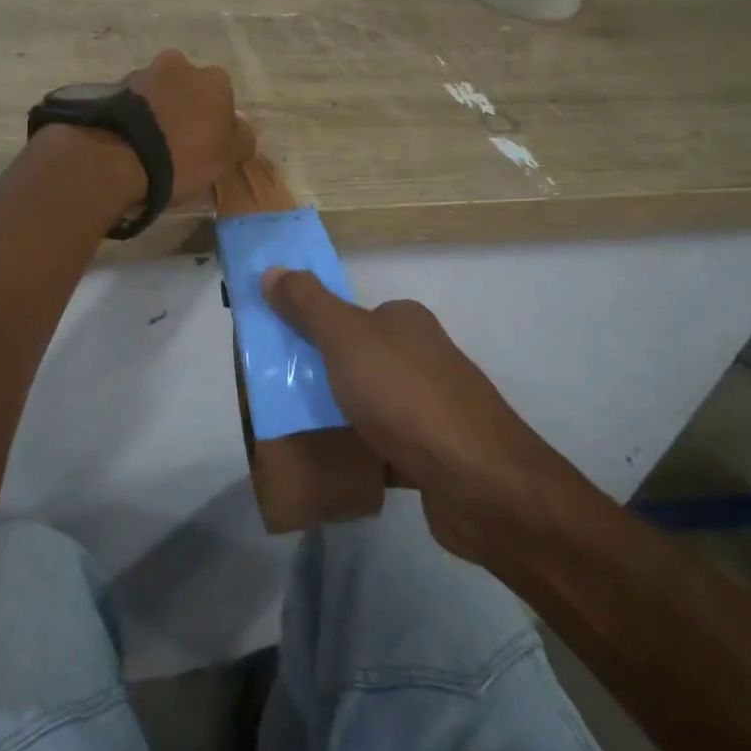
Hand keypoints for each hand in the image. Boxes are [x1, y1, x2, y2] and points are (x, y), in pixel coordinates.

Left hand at [127, 50, 254, 204]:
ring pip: (162, 90)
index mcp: (216, 79)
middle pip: (191, 87)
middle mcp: (183, 65)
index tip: (208, 143)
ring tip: (154, 139)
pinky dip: (139, 113)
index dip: (217, 121)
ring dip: (162, 106)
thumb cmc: (187, 156)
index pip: (224, 99)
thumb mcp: (228, 157)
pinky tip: (136, 136)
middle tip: (181, 138)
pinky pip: (137, 101)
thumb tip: (241, 127)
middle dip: (188, 105)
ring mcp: (148, 73)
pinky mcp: (118, 87)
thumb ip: (242, 137)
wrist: (126, 157)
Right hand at [261, 269, 553, 559]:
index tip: (275, 356)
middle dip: (318, 377)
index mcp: (404, 321)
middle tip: (276, 397)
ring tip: (296, 434)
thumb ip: (308, 304)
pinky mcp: (435, 453)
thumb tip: (273, 269)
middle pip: (355, 360)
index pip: (349, 315)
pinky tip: (333, 465)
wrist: (477, 481)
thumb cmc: (405, 396)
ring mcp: (431, 407)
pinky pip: (383, 445)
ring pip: (368, 404)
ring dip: (337, 417)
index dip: (311, 330)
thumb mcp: (346, 338)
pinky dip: (359, 452)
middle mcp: (421, 356)